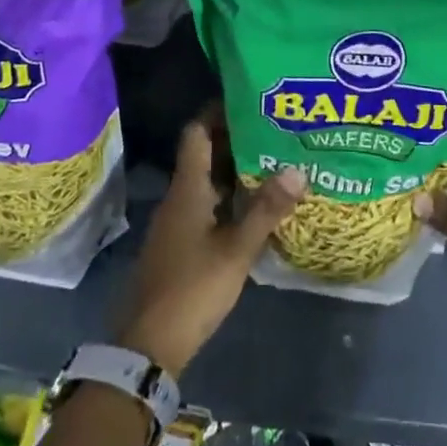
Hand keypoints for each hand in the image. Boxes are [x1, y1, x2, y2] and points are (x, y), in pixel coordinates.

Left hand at [117, 111, 305, 376]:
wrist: (148, 345)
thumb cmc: (192, 289)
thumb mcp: (236, 250)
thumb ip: (266, 210)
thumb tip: (298, 169)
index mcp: (187, 189)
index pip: (197, 132)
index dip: (218, 111)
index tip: (249, 100)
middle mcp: (179, 198)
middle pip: (205, 155)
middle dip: (237, 140)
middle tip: (275, 129)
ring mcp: (178, 222)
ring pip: (209, 182)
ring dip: (236, 171)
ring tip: (275, 161)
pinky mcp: (181, 245)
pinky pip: (208, 206)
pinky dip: (231, 198)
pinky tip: (257, 206)